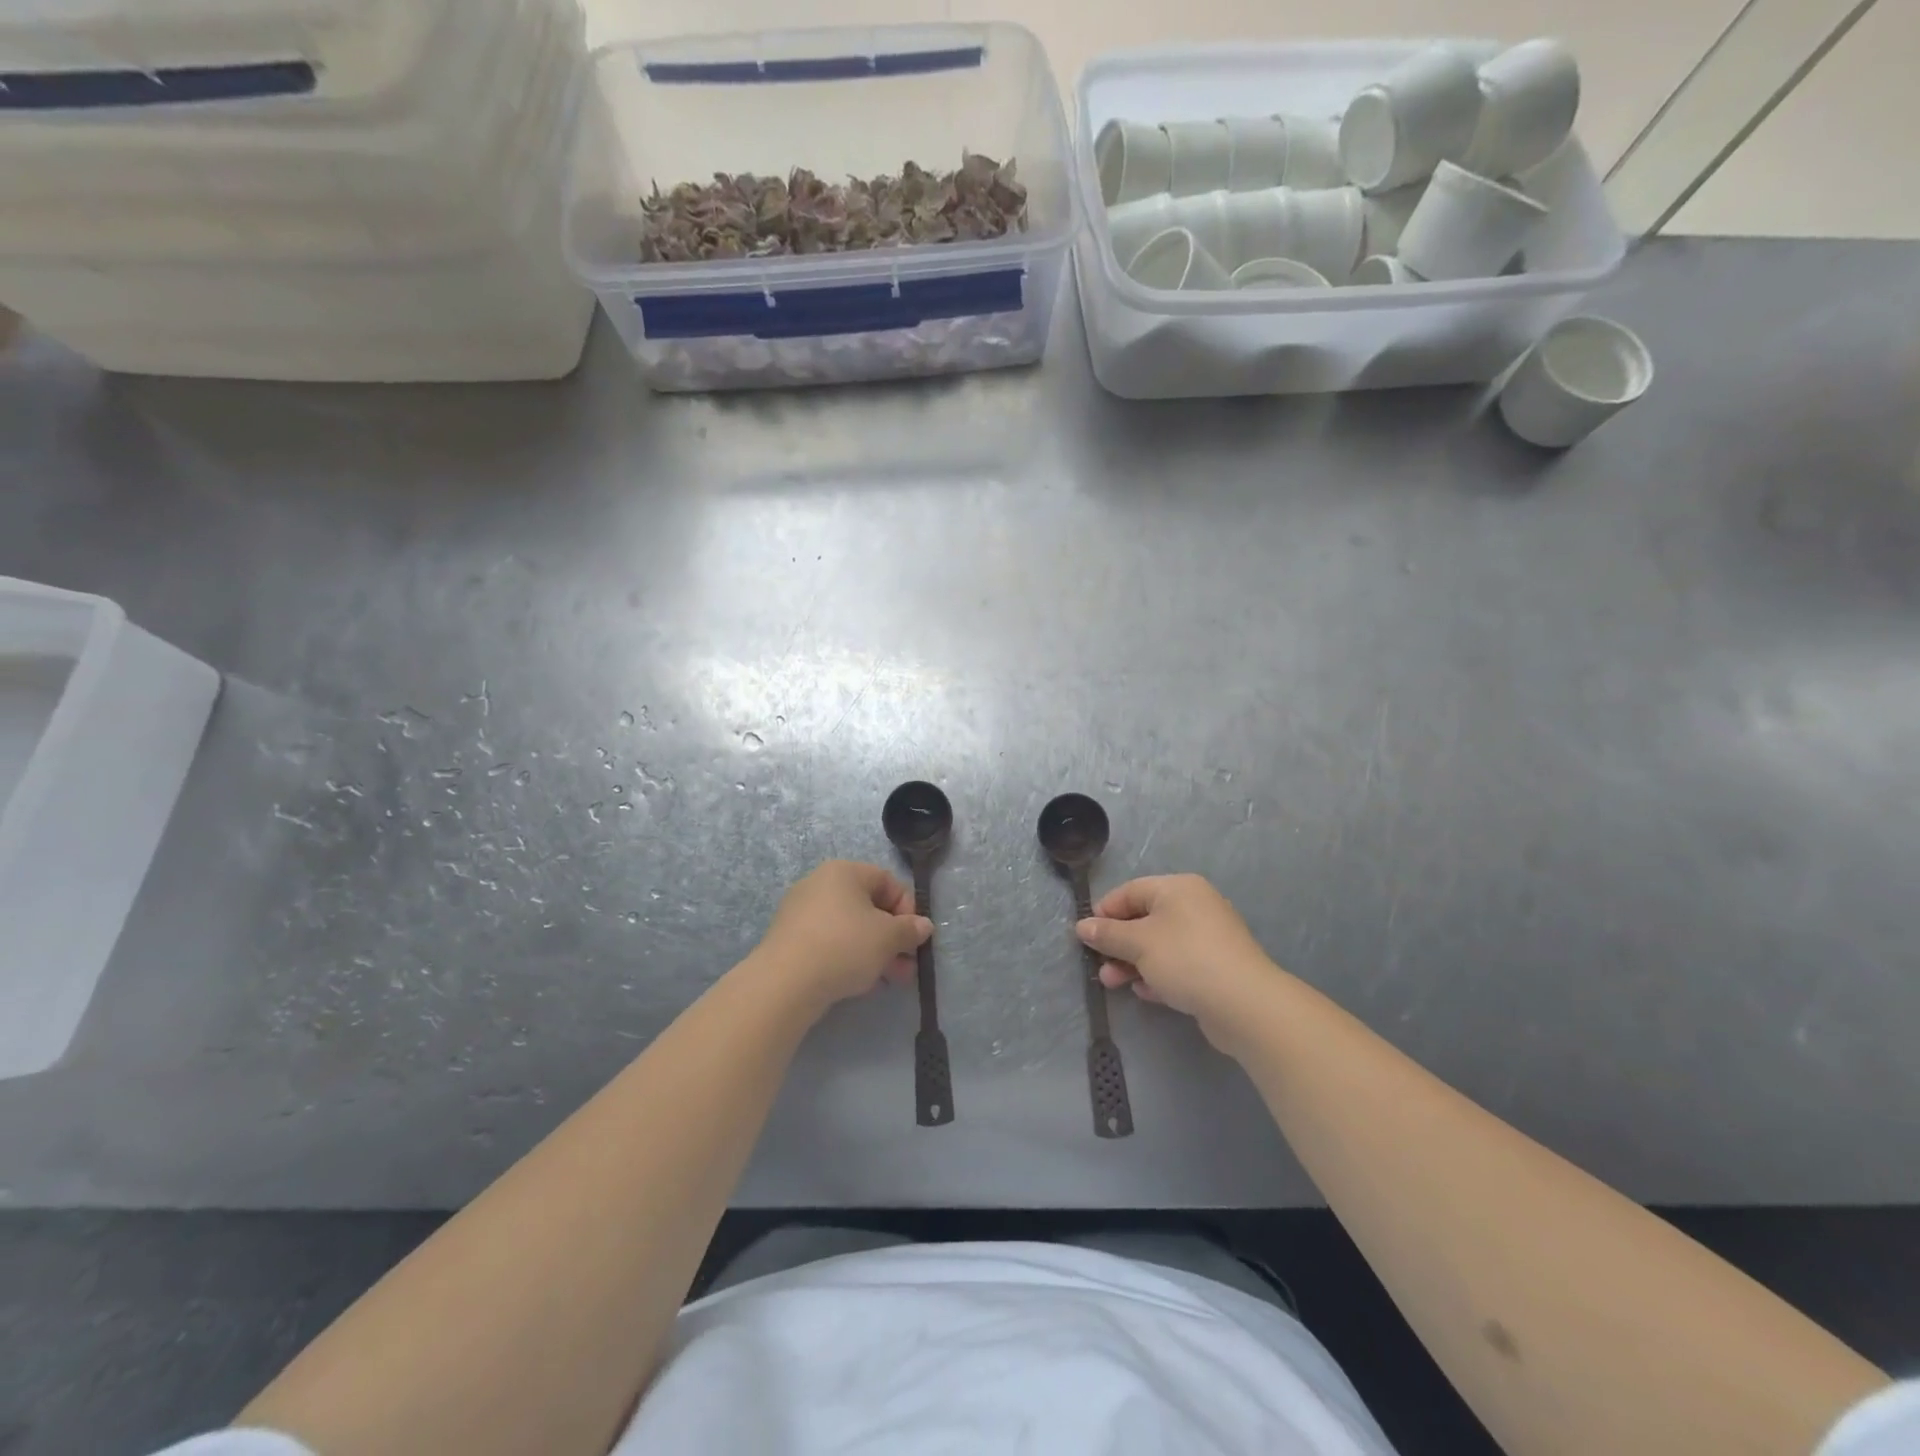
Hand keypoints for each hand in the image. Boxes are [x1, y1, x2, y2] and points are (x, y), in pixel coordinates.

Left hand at [754, 860, 932, 1012]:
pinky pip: (829, 942)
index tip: (914, 938)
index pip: (888, 881)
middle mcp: (820, 884)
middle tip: (907, 966)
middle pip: (869, 907)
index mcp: (844, 872)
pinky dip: (848, 957)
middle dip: (893, 938)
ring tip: (890, 980)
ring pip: (850, 928)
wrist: (785, 982)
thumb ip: (910, 929)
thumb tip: (924, 926)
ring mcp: (801, 911)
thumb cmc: (844, 946)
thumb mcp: (888, 938)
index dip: (908, 909)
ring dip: (875, 952)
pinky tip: (859, 982)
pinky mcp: (790, 939)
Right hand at [1076, 874, 1278, 1052]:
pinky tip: (1145, 992)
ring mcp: (1208, 938)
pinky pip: (1177, 965)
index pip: (1130, 891)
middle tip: (1099, 966)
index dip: (1104, 911)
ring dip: (1132, 963)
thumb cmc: (1186, 959)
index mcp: (1178, 888)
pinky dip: (1157, 975)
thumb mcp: (1138, 943)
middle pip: (1144, 919)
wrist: (1245, 1004)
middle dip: (1117, 944)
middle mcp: (1195, 906)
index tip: (1086, 936)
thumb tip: (1082, 926)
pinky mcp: (1215, 968)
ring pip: (1159, 945)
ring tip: (1114, 984)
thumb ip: (1108, 934)